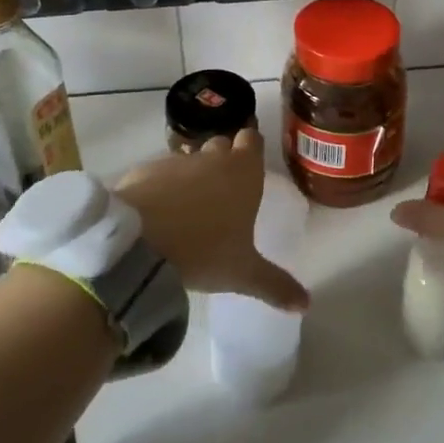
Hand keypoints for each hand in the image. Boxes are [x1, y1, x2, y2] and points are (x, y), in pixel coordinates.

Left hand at [115, 129, 308, 312]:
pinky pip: (159, 174)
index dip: (251, 149)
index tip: (250, 166)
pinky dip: (162, 188)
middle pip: (222, 146)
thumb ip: (275, 285)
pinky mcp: (144, 171)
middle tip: (224, 193)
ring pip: (190, 160)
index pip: (252, 139)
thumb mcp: (242, 274)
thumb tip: (306, 304)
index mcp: (243, 172)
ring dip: (192, 177)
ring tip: (189, 211)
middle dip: (223, 161)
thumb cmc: (202, 251)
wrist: (137, 243)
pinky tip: (158, 215)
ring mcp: (175, 161)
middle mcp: (211, 157)